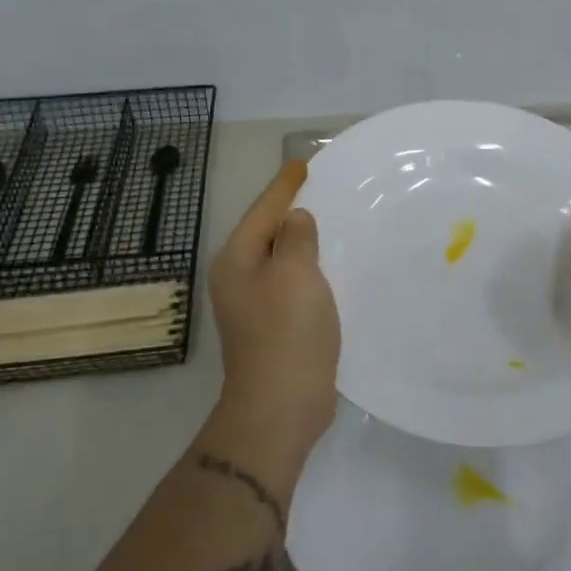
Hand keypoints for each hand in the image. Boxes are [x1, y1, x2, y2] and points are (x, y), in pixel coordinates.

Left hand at [209, 160, 340, 457]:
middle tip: (324, 188)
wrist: (281, 406)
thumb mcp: (295, 273)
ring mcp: (254, 306)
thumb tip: (296, 221)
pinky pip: (294, 284)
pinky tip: (334, 267)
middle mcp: (239, 279)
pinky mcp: (275, 326)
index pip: (263, 211)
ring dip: (306, 242)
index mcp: (236, 261)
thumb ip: (297, 237)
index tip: (303, 164)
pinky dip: (312, 270)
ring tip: (334, 221)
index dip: (285, 186)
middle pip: (269, 233)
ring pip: (283, 260)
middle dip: (294, 211)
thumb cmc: (286, 333)